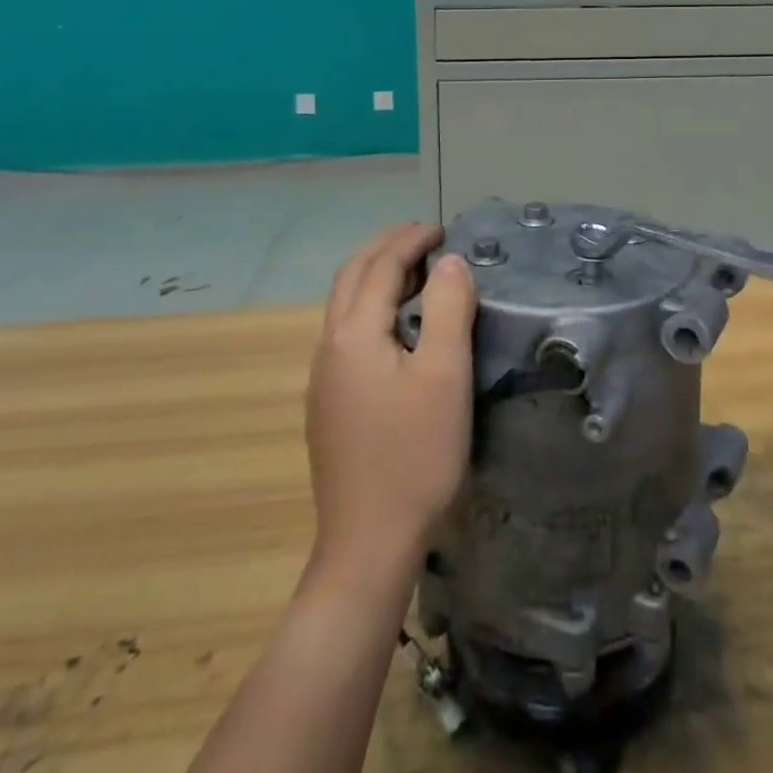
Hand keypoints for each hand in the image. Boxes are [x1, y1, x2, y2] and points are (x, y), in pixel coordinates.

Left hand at [304, 223, 476, 586]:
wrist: (368, 546)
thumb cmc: (415, 455)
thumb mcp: (444, 375)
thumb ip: (447, 308)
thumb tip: (449, 262)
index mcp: (353, 334)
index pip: (381, 267)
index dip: (410, 240)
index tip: (440, 227)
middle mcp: (329, 348)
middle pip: (351, 277)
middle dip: (384, 247)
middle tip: (422, 234)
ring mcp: (323, 379)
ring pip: (344, 305)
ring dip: (375, 275)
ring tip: (412, 270)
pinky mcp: (328, 406)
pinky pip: (347, 333)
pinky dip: (371, 306)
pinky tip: (395, 326)